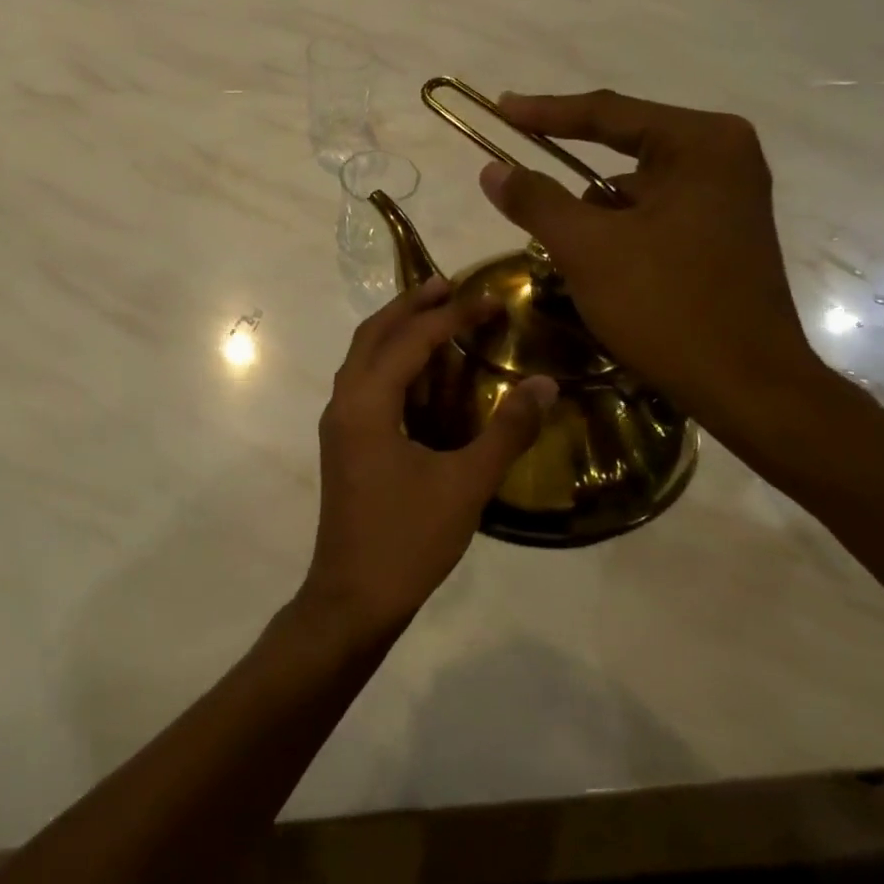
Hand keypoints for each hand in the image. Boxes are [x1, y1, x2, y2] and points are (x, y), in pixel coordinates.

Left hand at [303, 275, 556, 640]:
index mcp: (366, 404)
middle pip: (373, 335)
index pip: (411, 340)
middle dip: (410, 306)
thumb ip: (506, 431)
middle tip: (450, 286)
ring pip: (363, 358)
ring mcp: (338, 425)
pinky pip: (365, 384)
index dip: (452, 315)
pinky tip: (423, 375)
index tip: (491, 298)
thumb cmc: (408, 540)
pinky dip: (391, 364)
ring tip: (437, 316)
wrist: (353, 598)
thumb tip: (545, 384)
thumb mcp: (466, 485)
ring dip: (397, 332)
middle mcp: (344, 403)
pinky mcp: (344, 444)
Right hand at [479, 90, 821, 426]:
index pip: (608, 113)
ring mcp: (729, 198)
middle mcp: (723, 157)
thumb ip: (536, 200)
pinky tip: (603, 271)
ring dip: (595, 215)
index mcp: (701, 143)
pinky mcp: (725, 235)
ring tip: (567, 253)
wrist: (746, 386)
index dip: (545, 112)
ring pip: (636, 191)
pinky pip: (655, 217)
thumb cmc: (667, 306)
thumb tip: (491, 168)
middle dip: (571, 177)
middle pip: (624, 150)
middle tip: (520, 180)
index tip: (500, 108)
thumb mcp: (588, 249)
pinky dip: (620, 234)